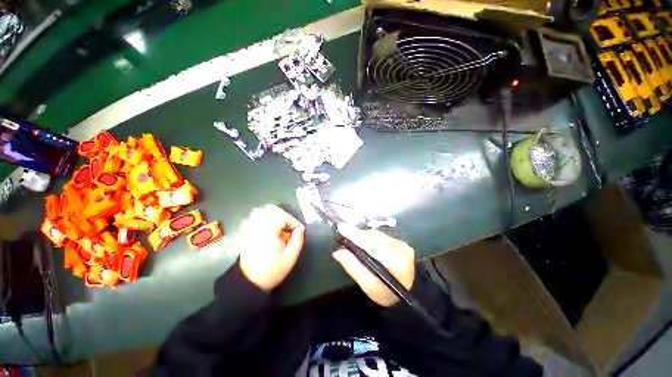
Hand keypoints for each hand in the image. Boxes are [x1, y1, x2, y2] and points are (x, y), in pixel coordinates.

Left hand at [238, 204, 304, 290]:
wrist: (249, 283)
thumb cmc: (272, 270)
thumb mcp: (290, 257)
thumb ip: (298, 240)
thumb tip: (300, 229)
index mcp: (269, 230)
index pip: (284, 216)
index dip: (294, 222)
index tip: (299, 231)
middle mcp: (257, 226)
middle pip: (271, 209)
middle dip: (284, 215)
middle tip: (289, 227)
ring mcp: (249, 229)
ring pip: (259, 211)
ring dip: (271, 215)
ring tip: (278, 226)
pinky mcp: (244, 234)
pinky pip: (251, 219)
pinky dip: (260, 219)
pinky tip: (265, 228)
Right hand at [332, 223, 414, 306]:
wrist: (410, 294)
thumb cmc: (387, 294)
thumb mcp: (368, 286)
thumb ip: (353, 267)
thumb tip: (338, 252)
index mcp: (393, 261)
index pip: (370, 243)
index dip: (354, 234)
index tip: (340, 227)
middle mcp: (399, 248)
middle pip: (372, 237)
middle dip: (357, 235)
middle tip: (344, 237)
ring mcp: (402, 244)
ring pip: (376, 235)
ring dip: (363, 237)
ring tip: (355, 243)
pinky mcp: (401, 242)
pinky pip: (381, 236)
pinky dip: (371, 238)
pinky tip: (366, 244)